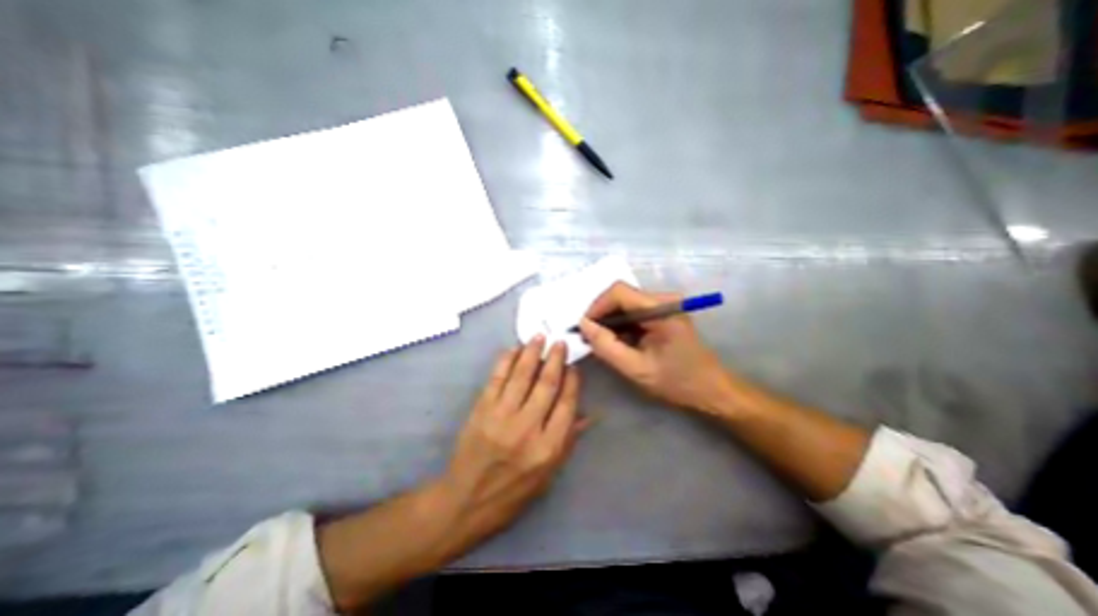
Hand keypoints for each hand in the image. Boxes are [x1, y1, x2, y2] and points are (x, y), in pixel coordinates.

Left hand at [441, 336, 587, 552]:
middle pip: (546, 385)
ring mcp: (501, 416)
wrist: (466, 501)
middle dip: (555, 360)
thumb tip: (589, 415)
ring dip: (532, 353)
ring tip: (539, 337)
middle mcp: (527, 429)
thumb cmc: (512, 492)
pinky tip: (514, 349)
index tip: (574, 368)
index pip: (566, 405)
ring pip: (522, 376)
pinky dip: (506, 361)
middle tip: (559, 343)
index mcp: (547, 448)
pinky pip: (497, 378)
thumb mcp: (548, 476)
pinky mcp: (482, 410)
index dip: (572, 382)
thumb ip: (568, 442)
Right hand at [582, 280, 727, 413]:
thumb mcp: (636, 369)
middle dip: (601, 315)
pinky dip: (620, 324)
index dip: (597, 307)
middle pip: (620, 295)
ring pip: (624, 303)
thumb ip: (607, 346)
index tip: (584, 329)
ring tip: (601, 342)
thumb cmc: (677, 382)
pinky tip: (617, 341)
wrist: (711, 390)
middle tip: (589, 338)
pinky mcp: (662, 313)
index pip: (618, 292)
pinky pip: (633, 311)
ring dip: (609, 321)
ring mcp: (664, 305)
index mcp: (662, 309)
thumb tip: (583, 325)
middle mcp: (663, 300)